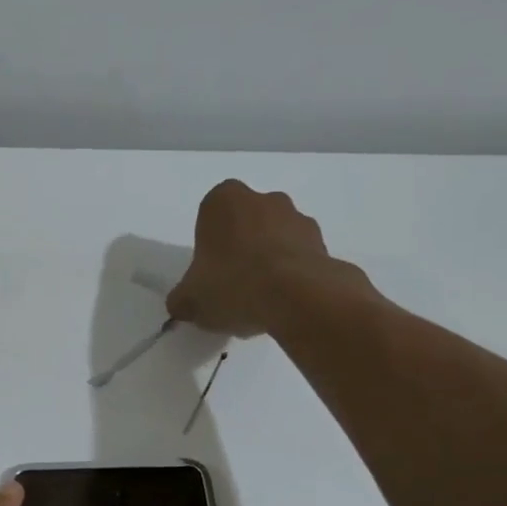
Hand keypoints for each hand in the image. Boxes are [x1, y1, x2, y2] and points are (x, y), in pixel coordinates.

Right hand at [167, 179, 380, 336]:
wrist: (298, 298)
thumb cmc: (232, 284)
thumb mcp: (190, 300)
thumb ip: (182, 299)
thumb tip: (181, 305)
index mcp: (223, 201)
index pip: (210, 215)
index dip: (209, 243)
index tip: (209, 270)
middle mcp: (264, 200)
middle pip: (247, 223)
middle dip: (242, 247)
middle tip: (233, 284)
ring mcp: (299, 219)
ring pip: (277, 238)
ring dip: (270, 260)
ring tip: (261, 300)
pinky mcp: (326, 244)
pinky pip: (301, 259)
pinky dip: (294, 276)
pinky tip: (284, 304)